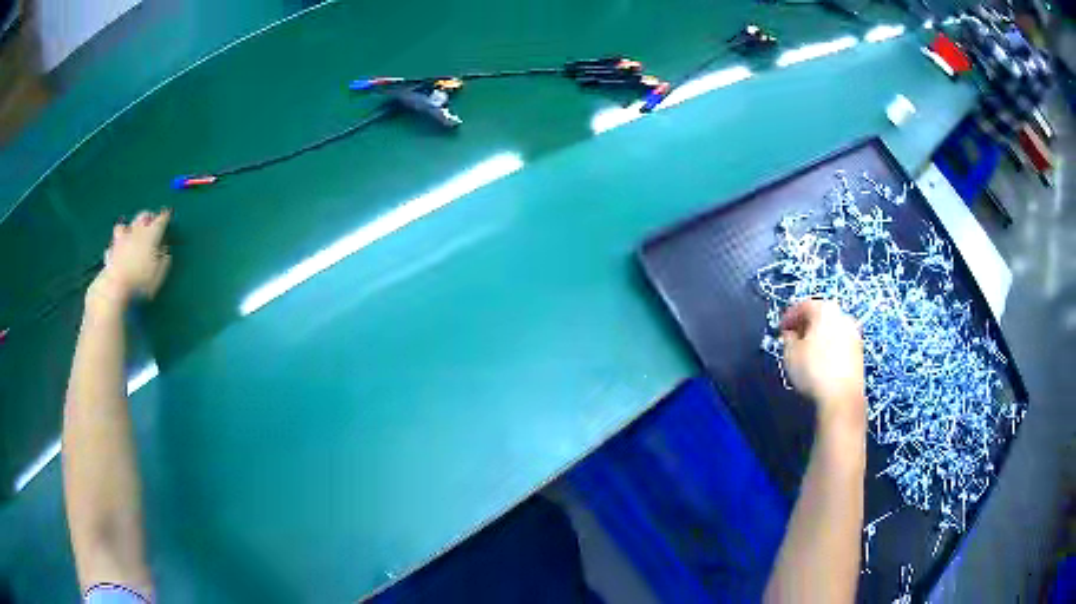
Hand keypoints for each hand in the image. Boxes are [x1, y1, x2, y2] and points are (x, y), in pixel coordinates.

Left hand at [88, 209, 172, 308]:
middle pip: (143, 216)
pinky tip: (118, 248)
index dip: (165, 217)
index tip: (168, 214)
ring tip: (132, 231)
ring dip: (130, 226)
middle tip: (152, 220)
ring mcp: (121, 240)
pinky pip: (114, 242)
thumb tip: (165, 249)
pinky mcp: (111, 251)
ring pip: (126, 225)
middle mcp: (136, 232)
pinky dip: (117, 243)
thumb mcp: (159, 274)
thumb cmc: (140, 282)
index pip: (160, 221)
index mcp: (150, 235)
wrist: (115, 287)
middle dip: (148, 216)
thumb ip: (164, 259)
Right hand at [780, 300, 864, 430]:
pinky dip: (829, 348)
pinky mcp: (859, 352)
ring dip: (818, 337)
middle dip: (806, 326)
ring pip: (831, 330)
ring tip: (806, 353)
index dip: (789, 317)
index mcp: (825, 310)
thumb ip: (788, 339)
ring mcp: (854, 334)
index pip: (803, 306)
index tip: (780, 330)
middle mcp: (842, 316)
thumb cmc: (813, 371)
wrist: (842, 397)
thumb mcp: (790, 354)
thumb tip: (791, 335)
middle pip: (820, 316)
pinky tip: (821, 363)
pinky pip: (840, 343)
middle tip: (793, 339)